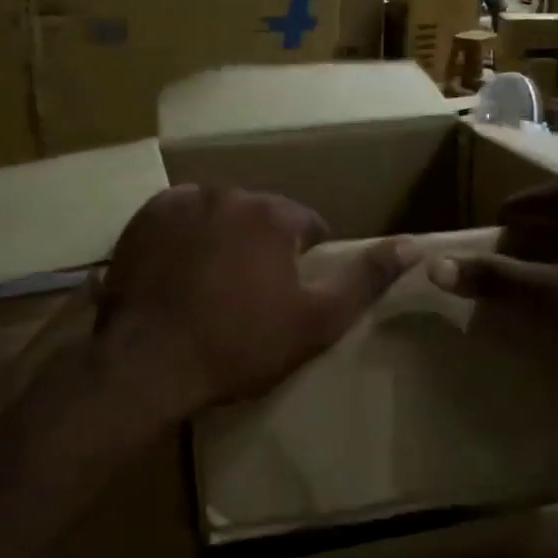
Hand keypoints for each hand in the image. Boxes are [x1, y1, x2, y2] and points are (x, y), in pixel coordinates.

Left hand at [97, 185, 414, 422]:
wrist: (148, 364)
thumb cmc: (238, 345)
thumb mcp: (317, 321)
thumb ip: (366, 280)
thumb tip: (413, 245)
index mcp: (273, 215)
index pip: (309, 226)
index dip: (305, 261)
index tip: (289, 296)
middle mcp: (229, 194)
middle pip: (262, 217)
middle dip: (263, 248)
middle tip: (248, 296)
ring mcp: (182, 202)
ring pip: (220, 215)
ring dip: (224, 239)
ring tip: (210, 287)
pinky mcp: (145, 217)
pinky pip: (180, 218)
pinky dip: (185, 238)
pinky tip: (179, 274)